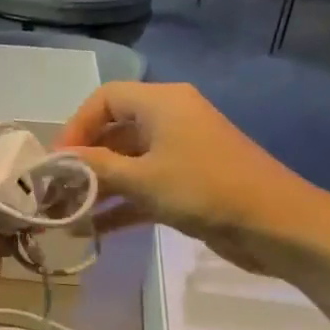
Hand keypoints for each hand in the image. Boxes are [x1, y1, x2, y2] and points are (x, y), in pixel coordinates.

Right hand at [55, 83, 329, 271]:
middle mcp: (168, 119)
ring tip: (67, 214)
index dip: (75, 126)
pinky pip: (142, 186)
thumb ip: (96, 168)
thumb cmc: (203, 189)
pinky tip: (93, 231)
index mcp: (160, 102)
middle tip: (55, 191)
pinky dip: (120, 204)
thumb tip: (57, 161)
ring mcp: (178, 152)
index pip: (104, 99)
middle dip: (83, 161)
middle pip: (112, 131)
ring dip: (98, 187)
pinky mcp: (185, 183)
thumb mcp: (142, 178)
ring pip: (126, 163)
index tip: (56, 161)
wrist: (273, 223)